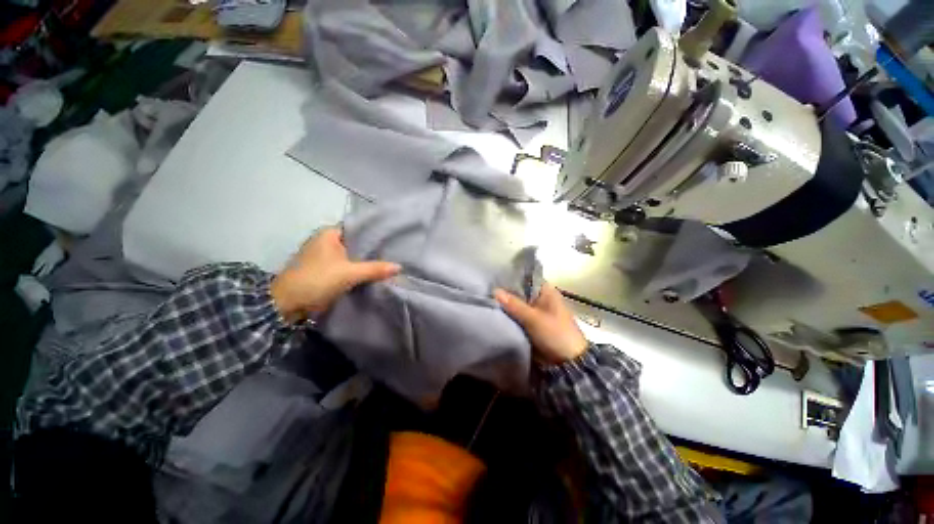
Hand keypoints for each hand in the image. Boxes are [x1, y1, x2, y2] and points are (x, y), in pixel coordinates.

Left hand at [271, 227, 400, 321]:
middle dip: (373, 249)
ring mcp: (325, 256)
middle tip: (395, 252)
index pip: (358, 228)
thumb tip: (399, 267)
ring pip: (352, 255)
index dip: (375, 234)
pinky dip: (359, 269)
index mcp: (329, 234)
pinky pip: (347, 266)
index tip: (392, 239)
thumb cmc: (316, 280)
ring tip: (390, 261)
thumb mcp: (348, 273)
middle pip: (356, 243)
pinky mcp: (325, 270)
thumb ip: (374, 269)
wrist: (287, 304)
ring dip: (366, 261)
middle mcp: (327, 241)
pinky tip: (375, 272)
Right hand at [494, 282, 587, 365]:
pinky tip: (494, 312)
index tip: (494, 276)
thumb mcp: (534, 318)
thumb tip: (494, 291)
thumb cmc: (555, 334)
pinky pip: (517, 316)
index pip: (526, 278)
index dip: (511, 277)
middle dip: (505, 292)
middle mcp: (541, 299)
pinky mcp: (531, 324)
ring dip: (506, 305)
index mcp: (547, 292)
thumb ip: (514, 305)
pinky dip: (508, 315)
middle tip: (486, 289)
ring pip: (517, 305)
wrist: (567, 363)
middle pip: (520, 292)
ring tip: (486, 299)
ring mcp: (536, 312)